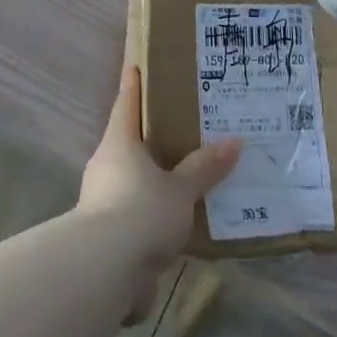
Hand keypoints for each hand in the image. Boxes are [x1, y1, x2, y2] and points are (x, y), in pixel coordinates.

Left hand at [79, 66, 241, 271]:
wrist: (104, 270)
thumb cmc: (141, 212)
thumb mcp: (180, 190)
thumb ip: (205, 168)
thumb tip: (234, 141)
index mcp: (119, 143)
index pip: (126, 105)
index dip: (132, 85)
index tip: (134, 66)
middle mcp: (105, 165)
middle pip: (128, 142)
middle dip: (148, 135)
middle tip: (178, 125)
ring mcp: (101, 200)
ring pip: (131, 178)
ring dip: (153, 177)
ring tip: (185, 174)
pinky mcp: (106, 233)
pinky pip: (135, 211)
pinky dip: (153, 210)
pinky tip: (177, 218)